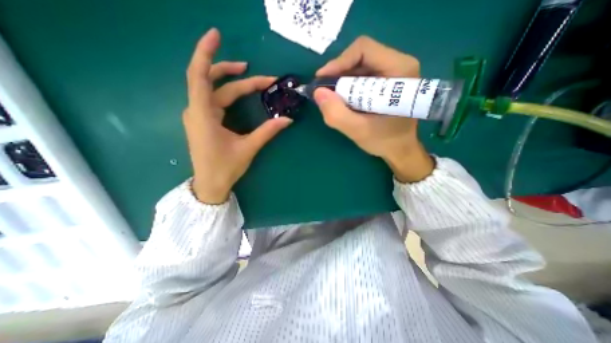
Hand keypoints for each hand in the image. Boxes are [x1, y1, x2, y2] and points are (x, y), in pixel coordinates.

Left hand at [185, 28, 291, 203]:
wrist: (210, 184)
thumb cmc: (225, 167)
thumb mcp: (248, 148)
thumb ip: (267, 132)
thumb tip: (288, 120)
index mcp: (203, 115)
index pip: (199, 75)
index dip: (206, 52)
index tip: (216, 34)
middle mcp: (196, 110)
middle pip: (212, 82)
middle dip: (234, 74)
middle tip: (257, 74)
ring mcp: (199, 116)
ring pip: (213, 91)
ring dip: (232, 84)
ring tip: (252, 79)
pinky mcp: (203, 121)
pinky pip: (214, 101)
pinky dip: (227, 95)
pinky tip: (240, 95)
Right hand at [315, 36, 433, 183]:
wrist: (400, 148)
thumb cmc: (385, 140)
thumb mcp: (358, 131)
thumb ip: (337, 114)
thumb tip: (318, 92)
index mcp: (399, 70)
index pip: (364, 50)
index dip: (339, 62)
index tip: (322, 81)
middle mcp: (398, 64)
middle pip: (360, 57)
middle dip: (338, 75)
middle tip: (325, 93)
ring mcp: (392, 72)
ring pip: (358, 67)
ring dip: (342, 82)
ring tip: (332, 100)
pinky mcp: (386, 81)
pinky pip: (361, 76)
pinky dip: (348, 88)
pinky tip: (343, 101)